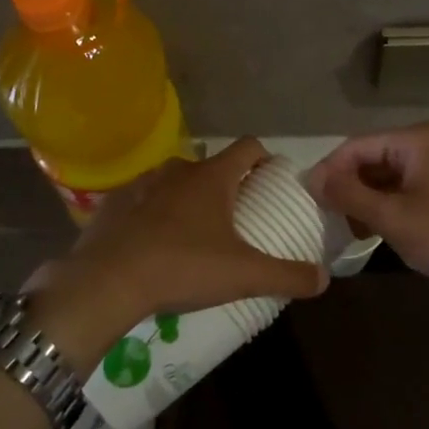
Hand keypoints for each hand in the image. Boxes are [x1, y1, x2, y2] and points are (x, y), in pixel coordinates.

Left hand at [50, 138, 328, 328]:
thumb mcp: (243, 275)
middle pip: (211, 165)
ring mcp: (142, 183)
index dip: (265, 158)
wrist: (106, 281)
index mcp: (212, 177)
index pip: (248, 147)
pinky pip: (144, 200)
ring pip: (175, 181)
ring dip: (188, 197)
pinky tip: (155, 242)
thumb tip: (323, 279)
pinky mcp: (114, 203)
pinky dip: (154, 212)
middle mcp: (178, 169)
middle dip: (227, 184)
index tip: (272, 180)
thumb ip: (287, 275)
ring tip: (194, 231)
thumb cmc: (182, 267)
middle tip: (236, 215)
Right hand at [307, 123, 428, 313]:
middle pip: (370, 158)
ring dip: (362, 200)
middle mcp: (425, 145)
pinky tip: (368, 232)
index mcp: (416, 139)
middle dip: (346, 186)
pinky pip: (400, 192)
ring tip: (341, 226)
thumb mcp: (392, 216)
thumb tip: (310, 177)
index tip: (307, 199)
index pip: (356, 146)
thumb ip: (348, 194)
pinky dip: (382, 208)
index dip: (329, 170)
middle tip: (322, 215)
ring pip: (384, 178)